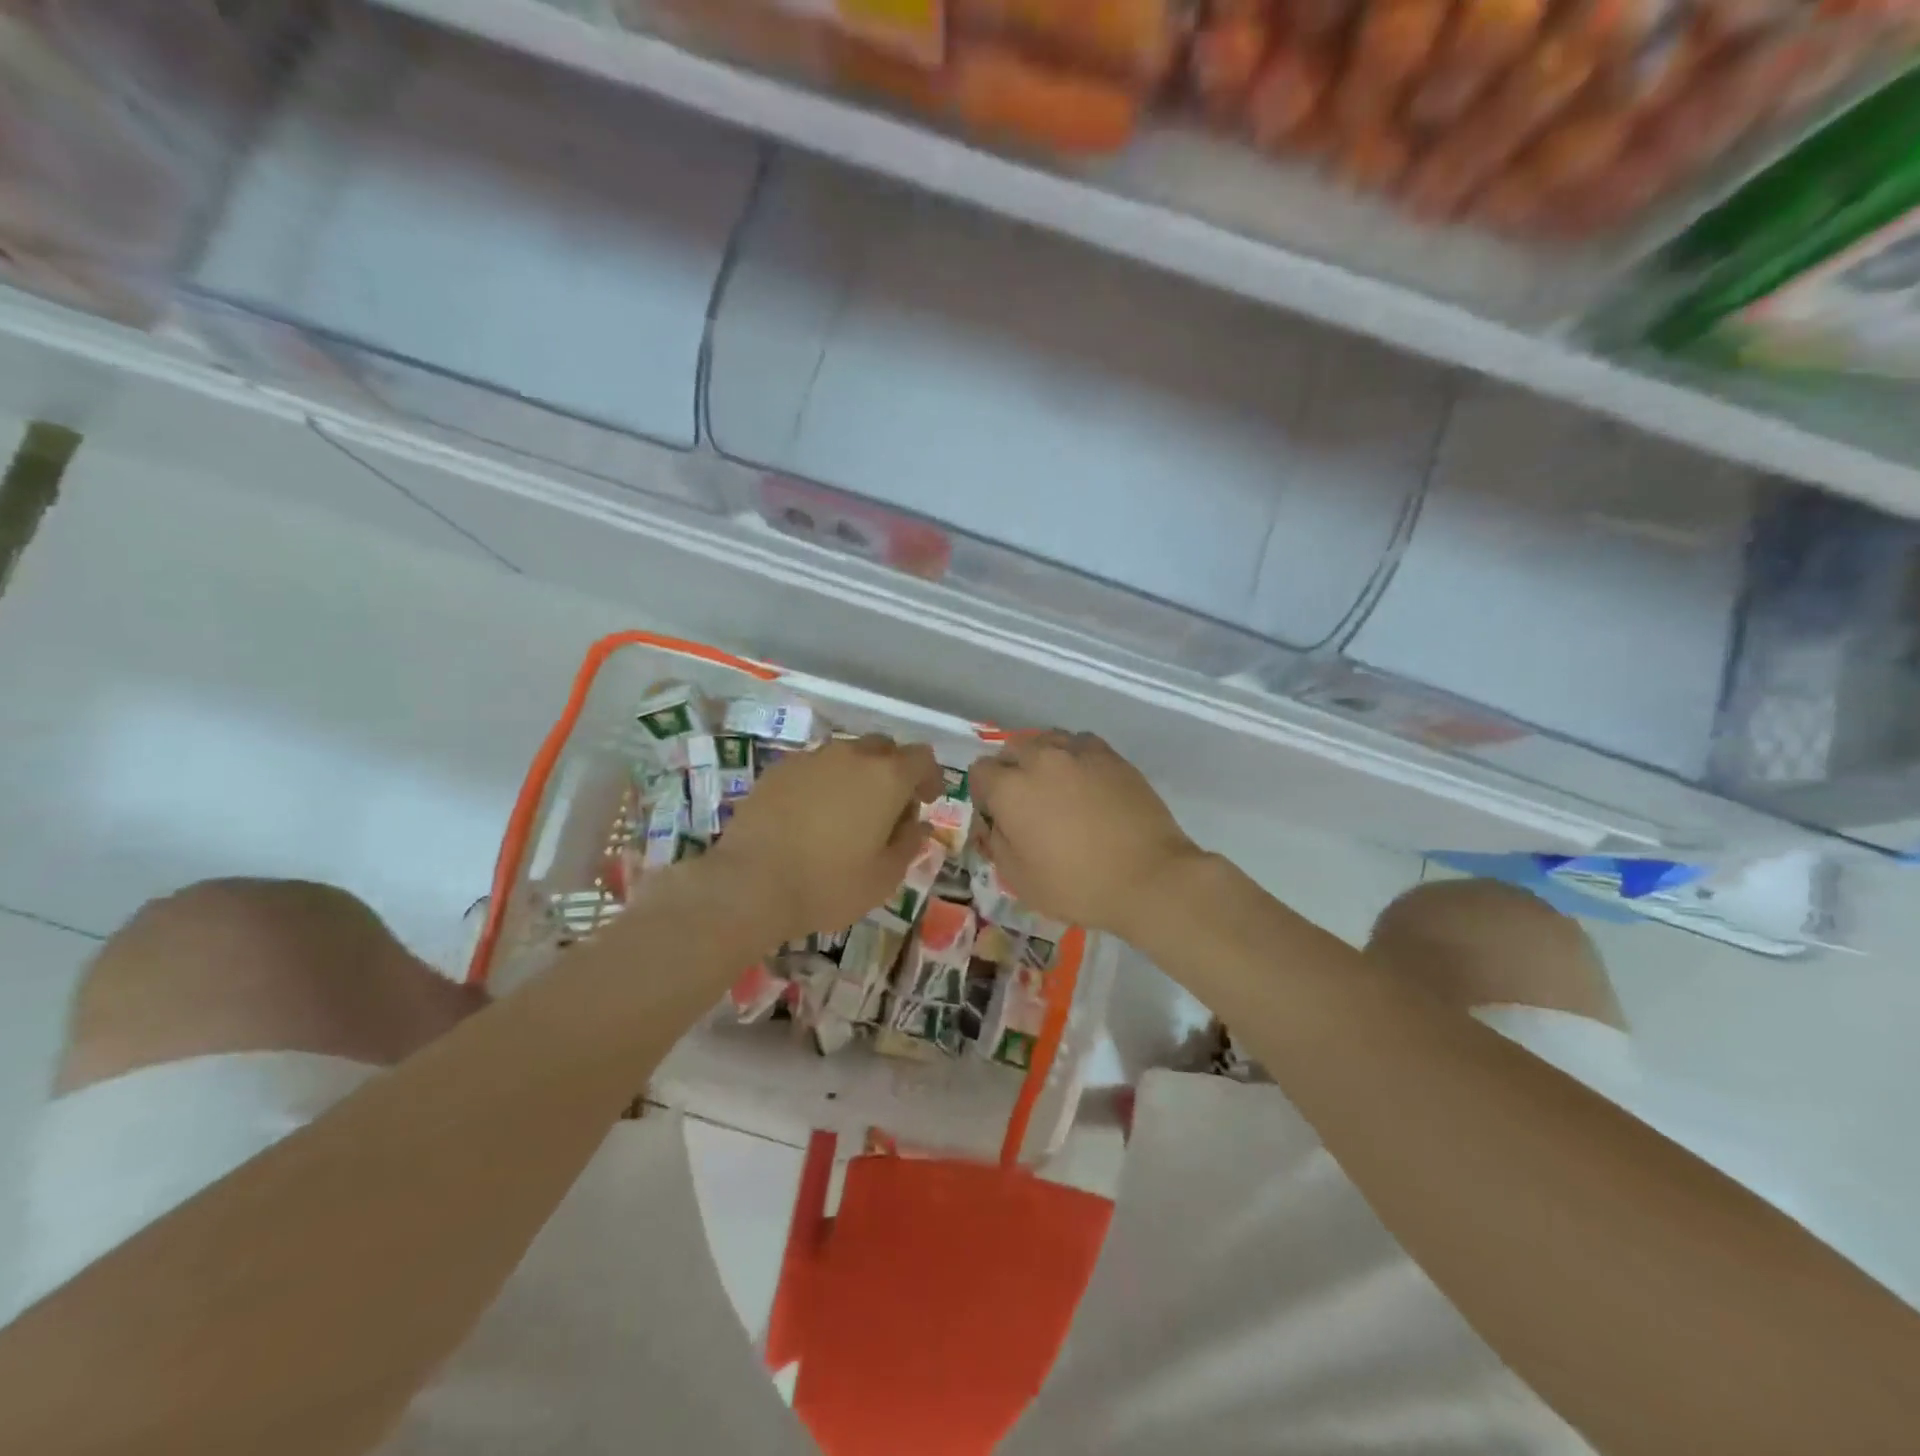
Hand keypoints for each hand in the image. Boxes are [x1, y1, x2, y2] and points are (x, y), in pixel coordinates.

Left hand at [708, 733, 944, 945]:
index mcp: (886, 777)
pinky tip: (811, 816)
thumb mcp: (884, 877)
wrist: (750, 884)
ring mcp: (811, 758)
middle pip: (884, 748)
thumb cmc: (829, 884)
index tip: (926, 801)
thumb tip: (917, 824)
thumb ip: (908, 844)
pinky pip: (813, 767)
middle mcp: (851, 755)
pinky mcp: (778, 769)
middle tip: (889, 809)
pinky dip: (822, 783)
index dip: (929, 777)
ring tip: (847, 814)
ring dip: (856, 776)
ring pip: (846, 755)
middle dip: (893, 772)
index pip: (921, 757)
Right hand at [969, 732, 1201, 939]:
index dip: (983, 794)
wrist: (1148, 878)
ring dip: (1042, 758)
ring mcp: (1079, 752)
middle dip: (1011, 771)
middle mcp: (1041, 759)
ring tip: (1056, 787)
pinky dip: (1075, 757)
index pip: (980, 771)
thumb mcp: (1019, 879)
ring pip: (1047, 741)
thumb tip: (996, 822)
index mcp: (1011, 789)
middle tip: (1026, 803)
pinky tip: (1085, 781)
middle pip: (1012, 749)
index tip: (996, 815)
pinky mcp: (1112, 756)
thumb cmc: (1077, 886)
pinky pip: (1081, 744)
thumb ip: (996, 843)